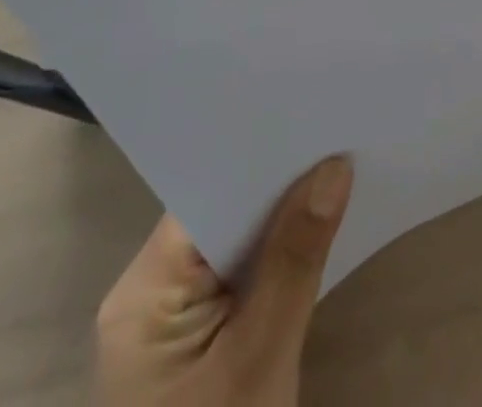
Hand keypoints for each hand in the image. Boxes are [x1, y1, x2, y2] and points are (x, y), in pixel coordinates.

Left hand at [95, 155, 353, 406]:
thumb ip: (295, 259)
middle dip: (280, 181)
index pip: (206, 192)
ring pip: (234, 238)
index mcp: (143, 290)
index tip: (315, 122)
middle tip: (339, 138)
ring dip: (283, 215)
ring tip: (339, 169)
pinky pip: (238, 269)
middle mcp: (147, 292)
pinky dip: (276, 251)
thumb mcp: (260, 359)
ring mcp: (168, 317)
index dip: (260, 155)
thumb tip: (334, 167)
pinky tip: (317, 228)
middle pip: (221, 209)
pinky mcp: (194, 337)